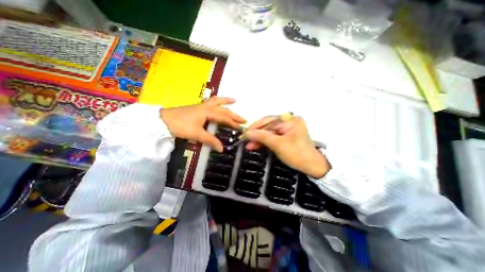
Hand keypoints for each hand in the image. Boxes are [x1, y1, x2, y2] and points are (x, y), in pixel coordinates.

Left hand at [160, 98, 246, 152]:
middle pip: (223, 109)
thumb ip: (210, 141)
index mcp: (208, 112)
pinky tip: (218, 103)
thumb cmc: (181, 126)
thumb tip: (222, 149)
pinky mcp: (197, 108)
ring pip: (216, 101)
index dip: (233, 123)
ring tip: (234, 101)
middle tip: (243, 118)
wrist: (163, 121)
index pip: (224, 118)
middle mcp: (206, 107)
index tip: (241, 128)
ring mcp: (201, 106)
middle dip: (234, 114)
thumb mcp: (197, 134)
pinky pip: (210, 102)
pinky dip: (216, 101)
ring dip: (225, 101)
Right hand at [247, 116, 328, 177]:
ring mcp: (287, 129)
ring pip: (268, 132)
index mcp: (290, 120)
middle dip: (256, 134)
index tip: (245, 133)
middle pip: (267, 126)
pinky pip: (272, 136)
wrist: (311, 167)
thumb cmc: (298, 155)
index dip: (255, 127)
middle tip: (245, 139)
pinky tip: (256, 145)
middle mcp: (289, 122)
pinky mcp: (285, 136)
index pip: (268, 121)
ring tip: (249, 145)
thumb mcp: (279, 145)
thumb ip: (262, 137)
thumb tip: (247, 133)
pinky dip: (264, 141)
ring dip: (259, 138)